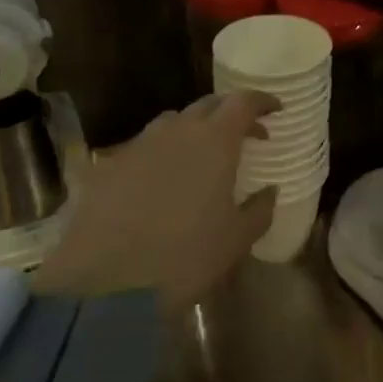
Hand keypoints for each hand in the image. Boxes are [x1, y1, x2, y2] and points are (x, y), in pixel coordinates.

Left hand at [33, 90, 279, 307]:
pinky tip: (162, 180)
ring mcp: (139, 144)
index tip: (276, 110)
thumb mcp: (236, 239)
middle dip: (229, 113)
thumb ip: (260, 209)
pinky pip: (144, 146)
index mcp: (214, 141)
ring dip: (194, 130)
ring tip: (202, 155)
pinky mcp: (109, 164)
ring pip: (172, 122)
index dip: (262, 102)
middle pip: (207, 104)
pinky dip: (162, 153)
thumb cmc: (185, 257)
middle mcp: (176, 131)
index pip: (243, 102)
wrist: (106, 280)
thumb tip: (269, 190)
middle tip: (245, 133)